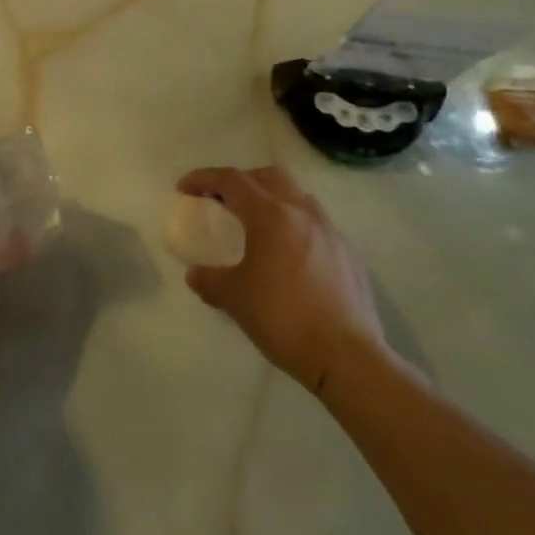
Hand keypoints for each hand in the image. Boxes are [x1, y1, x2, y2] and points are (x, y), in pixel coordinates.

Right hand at [177, 166, 386, 395]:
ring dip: (272, 199)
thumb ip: (210, 279)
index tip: (185, 189)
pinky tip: (289, 256)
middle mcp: (302, 213)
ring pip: (297, 196)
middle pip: (268, 176)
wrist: (347, 358)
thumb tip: (196, 274)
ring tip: (258, 226)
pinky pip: (316, 224)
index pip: (232, 180)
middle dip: (242, 181)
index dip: (204, 178)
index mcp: (271, 216)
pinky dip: (295, 226)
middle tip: (223, 200)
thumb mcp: (234, 299)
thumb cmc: (284, 319)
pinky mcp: (349, 254)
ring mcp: (330, 232)